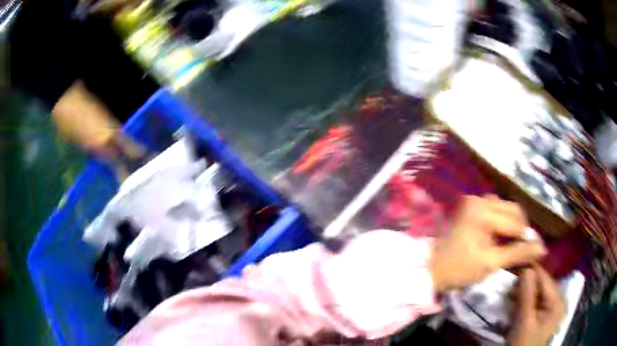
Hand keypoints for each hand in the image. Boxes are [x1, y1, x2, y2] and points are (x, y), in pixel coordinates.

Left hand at [430, 196, 546, 290]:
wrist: (430, 268)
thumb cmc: (459, 268)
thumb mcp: (490, 263)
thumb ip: (517, 253)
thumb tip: (542, 248)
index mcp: (483, 211)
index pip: (516, 223)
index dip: (527, 237)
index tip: (537, 250)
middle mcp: (480, 199)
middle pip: (513, 210)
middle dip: (521, 229)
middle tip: (523, 248)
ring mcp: (474, 201)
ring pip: (506, 209)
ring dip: (513, 225)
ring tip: (513, 244)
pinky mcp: (472, 207)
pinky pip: (496, 211)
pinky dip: (503, 222)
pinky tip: (503, 237)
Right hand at [509, 266, 564, 345]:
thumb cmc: (523, 344)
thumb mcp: (524, 322)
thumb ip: (527, 296)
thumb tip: (527, 268)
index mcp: (557, 302)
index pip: (545, 279)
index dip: (531, 270)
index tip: (516, 261)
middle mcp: (558, 301)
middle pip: (542, 285)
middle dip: (527, 282)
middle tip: (510, 279)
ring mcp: (551, 308)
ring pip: (538, 292)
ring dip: (524, 291)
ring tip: (510, 290)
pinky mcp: (544, 314)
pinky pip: (536, 301)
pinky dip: (525, 300)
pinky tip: (515, 300)